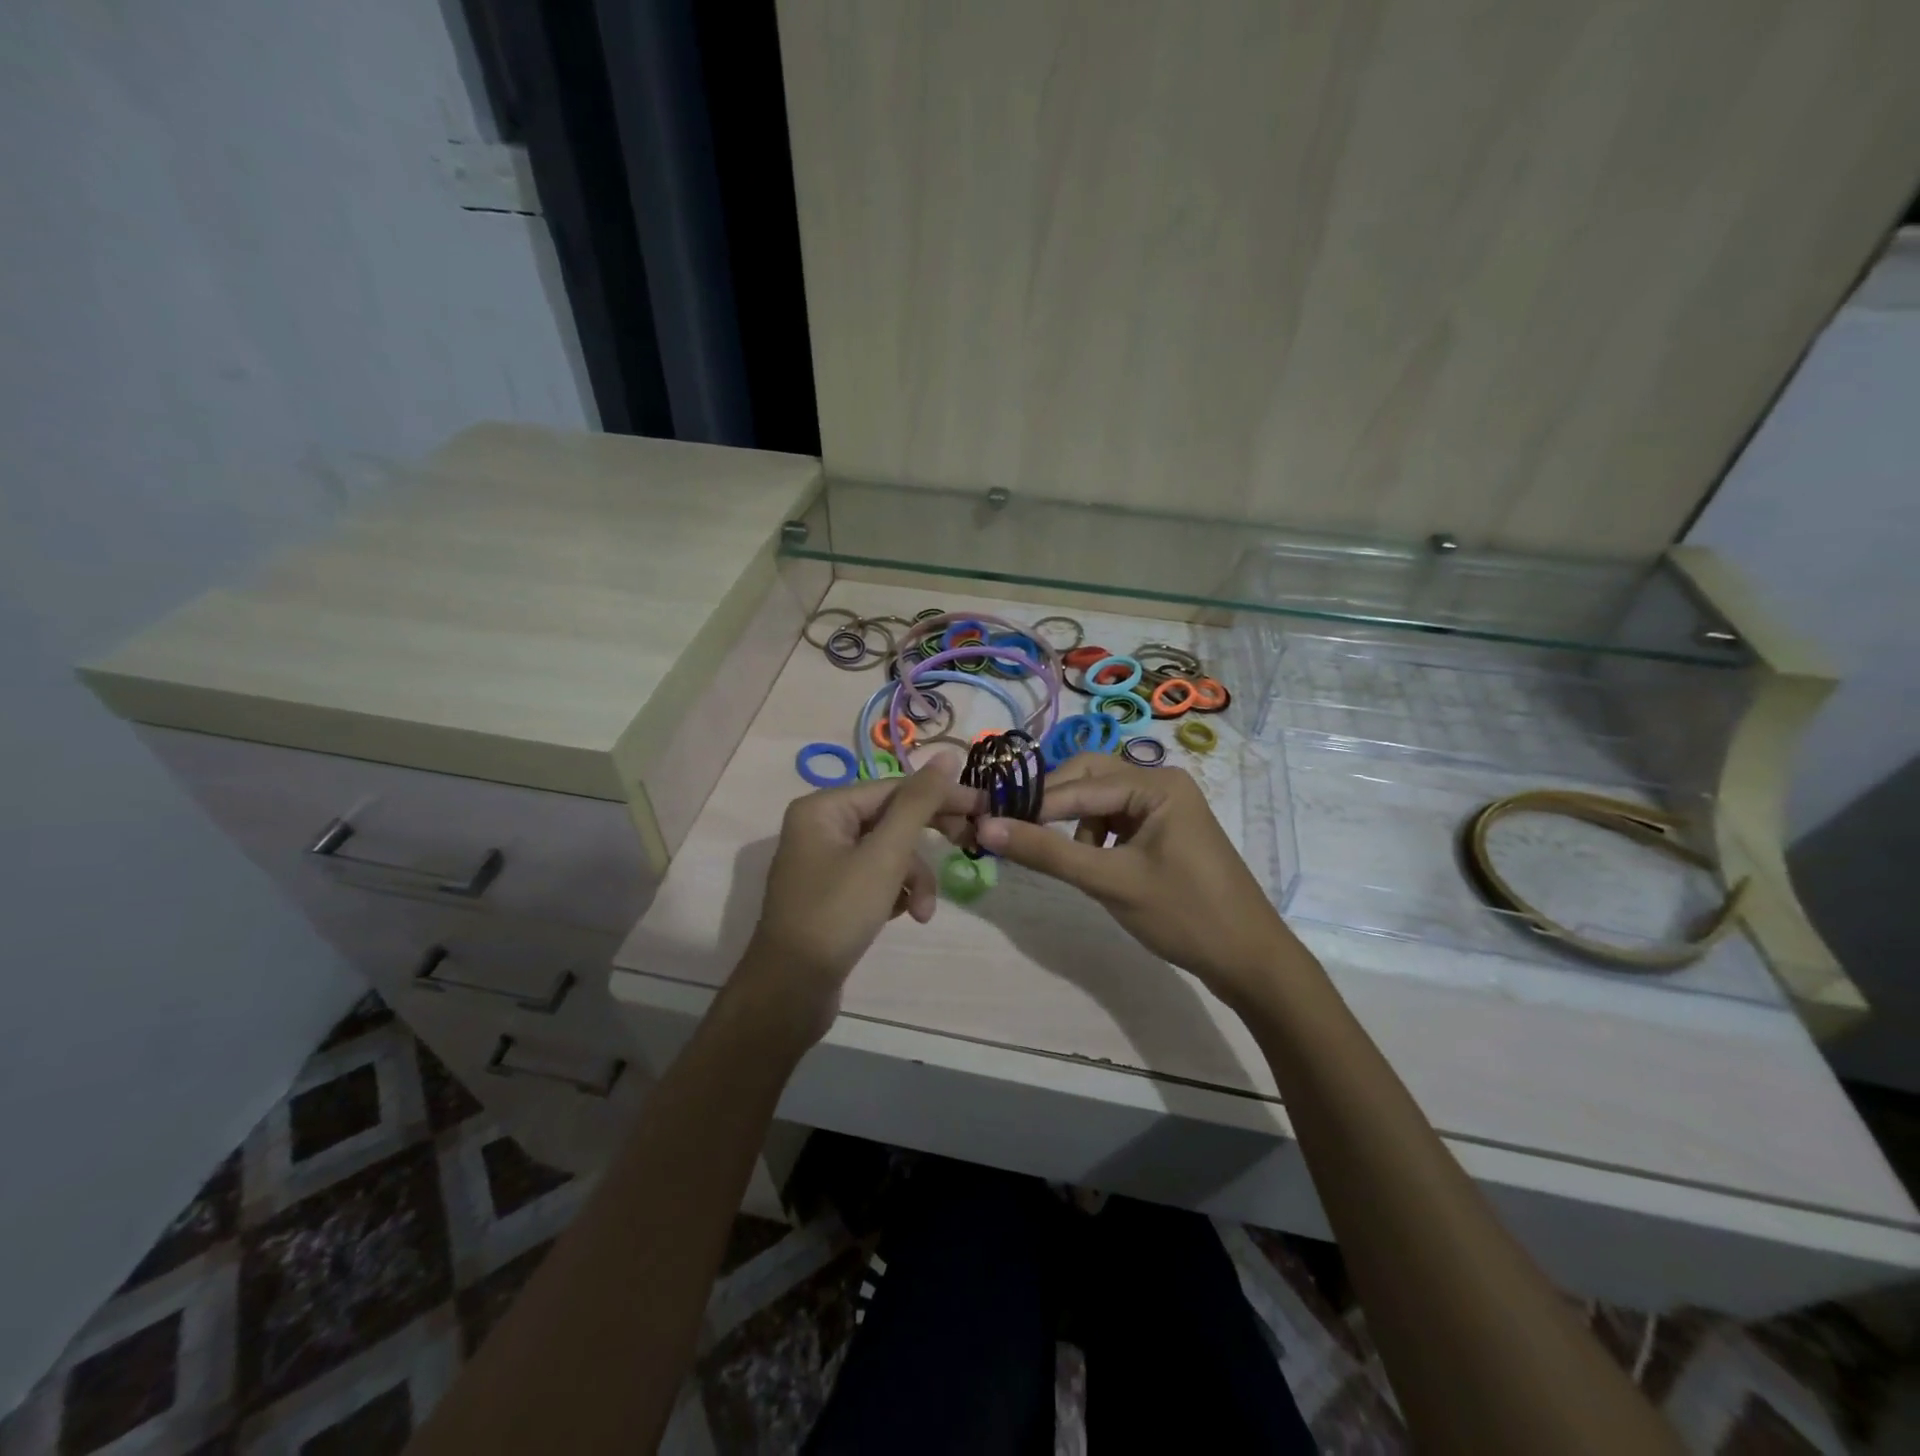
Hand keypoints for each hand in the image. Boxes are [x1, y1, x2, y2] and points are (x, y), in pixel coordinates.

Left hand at [735, 755, 979, 1043]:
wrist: (791, 990)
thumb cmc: (837, 914)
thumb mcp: (885, 855)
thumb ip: (919, 803)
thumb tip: (948, 756)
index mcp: (824, 807)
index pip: (895, 788)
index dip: (941, 797)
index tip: (984, 808)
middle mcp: (820, 826)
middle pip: (891, 819)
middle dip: (925, 843)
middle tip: (969, 845)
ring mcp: (823, 861)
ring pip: (887, 853)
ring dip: (912, 879)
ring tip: (922, 912)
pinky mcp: (831, 892)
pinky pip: (874, 877)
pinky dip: (894, 893)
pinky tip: (902, 916)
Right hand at [976, 755, 1312, 1008]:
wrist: (1250, 960)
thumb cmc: (1184, 915)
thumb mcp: (1110, 882)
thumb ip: (1047, 852)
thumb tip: (985, 828)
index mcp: (1156, 783)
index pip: (1078, 785)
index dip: (1032, 804)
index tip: (986, 820)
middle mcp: (1161, 782)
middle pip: (1089, 778)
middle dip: (1053, 805)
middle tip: (1016, 832)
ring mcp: (1165, 806)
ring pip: (1100, 800)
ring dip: (1074, 823)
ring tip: (1069, 862)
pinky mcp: (1165, 830)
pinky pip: (1116, 820)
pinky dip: (1094, 837)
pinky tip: (1094, 865)